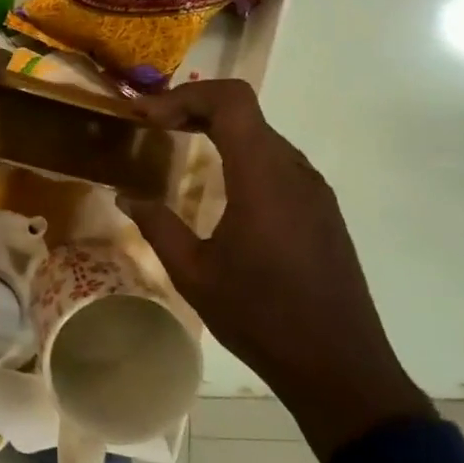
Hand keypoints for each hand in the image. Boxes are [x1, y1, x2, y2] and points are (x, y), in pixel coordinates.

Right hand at [118, 79, 433, 462]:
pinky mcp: (322, 209)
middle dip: (194, 107)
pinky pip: (277, 161)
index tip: (147, 116)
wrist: (339, 366)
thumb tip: (124, 195)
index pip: (231, 101)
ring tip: (178, 143)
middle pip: (245, 111)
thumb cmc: (261, 317)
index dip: (185, 96)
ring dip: (219, 128)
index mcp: (262, 178)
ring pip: (262, 134)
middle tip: (153, 124)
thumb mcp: (194, 274)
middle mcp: (294, 171)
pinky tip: (220, 182)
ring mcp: (314, 189)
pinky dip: (241, 152)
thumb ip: (158, 226)